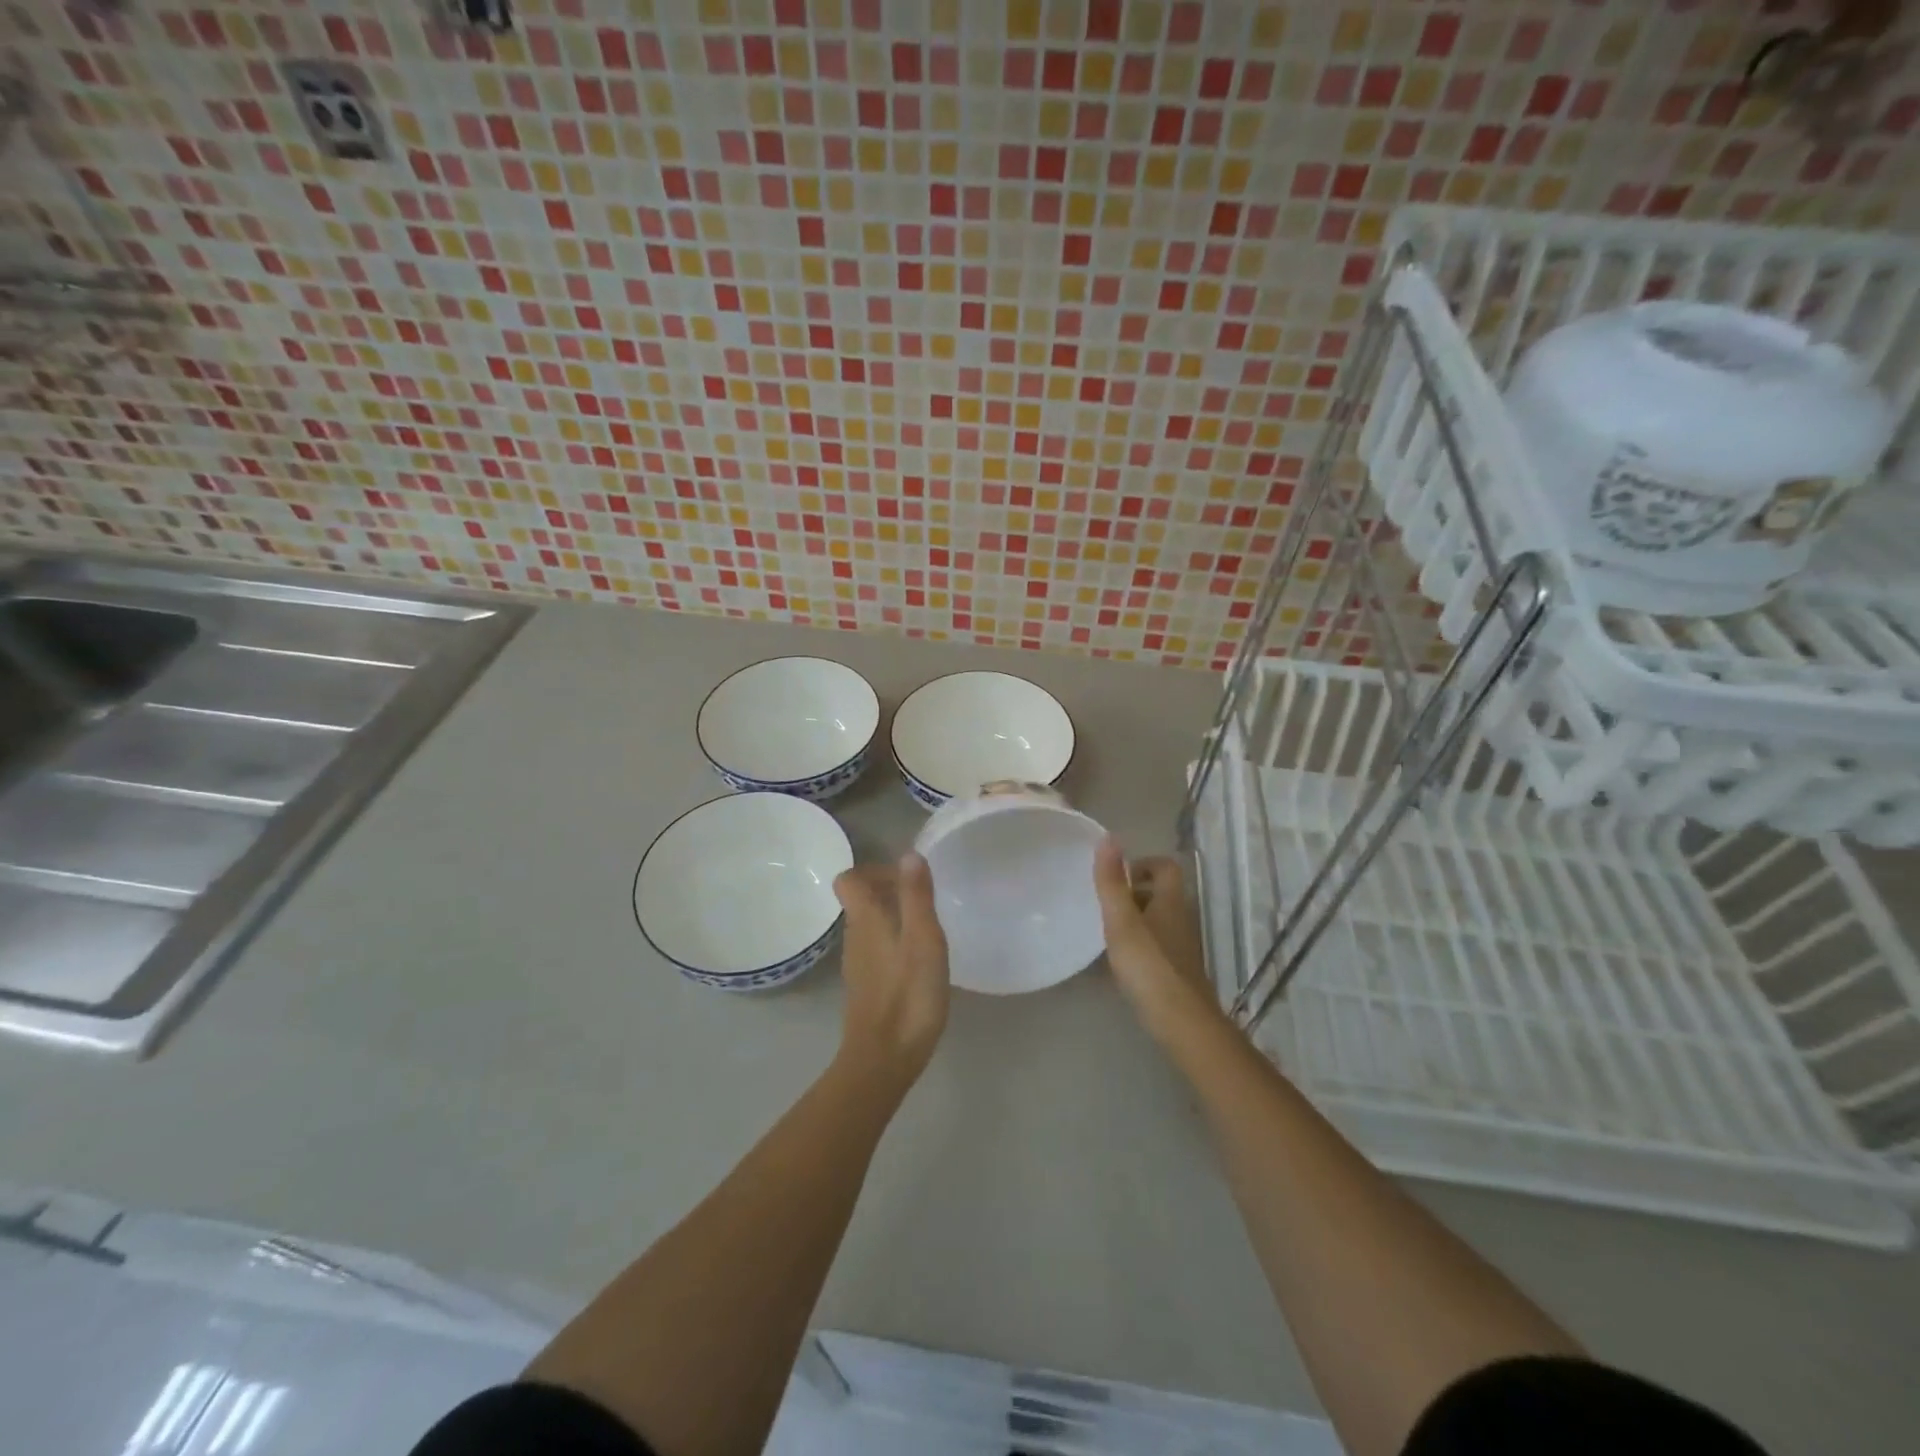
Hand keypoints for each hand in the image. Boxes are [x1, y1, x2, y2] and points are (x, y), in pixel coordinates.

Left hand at [833, 854, 950, 1085]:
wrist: (884, 1059)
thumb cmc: (908, 995)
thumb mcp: (923, 939)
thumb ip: (916, 896)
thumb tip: (908, 854)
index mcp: (865, 920)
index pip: (849, 879)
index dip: (874, 870)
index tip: (906, 878)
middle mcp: (855, 937)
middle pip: (861, 901)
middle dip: (890, 892)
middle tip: (926, 902)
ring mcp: (858, 965)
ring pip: (870, 926)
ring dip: (895, 918)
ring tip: (929, 930)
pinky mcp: (866, 988)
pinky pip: (877, 950)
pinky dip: (895, 944)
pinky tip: (921, 962)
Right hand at [1092, 838, 1222, 1042]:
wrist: (1180, 1020)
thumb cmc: (1149, 964)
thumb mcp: (1121, 920)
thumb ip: (1111, 881)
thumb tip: (1109, 838)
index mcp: (1171, 901)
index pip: (1165, 867)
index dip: (1142, 864)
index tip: (1115, 878)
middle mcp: (1181, 919)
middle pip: (1159, 893)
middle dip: (1131, 893)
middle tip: (1103, 904)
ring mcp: (1180, 947)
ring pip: (1156, 921)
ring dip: (1132, 920)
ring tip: (1104, 931)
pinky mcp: (1175, 971)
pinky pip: (1154, 946)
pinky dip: (1136, 946)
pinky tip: (1115, 962)